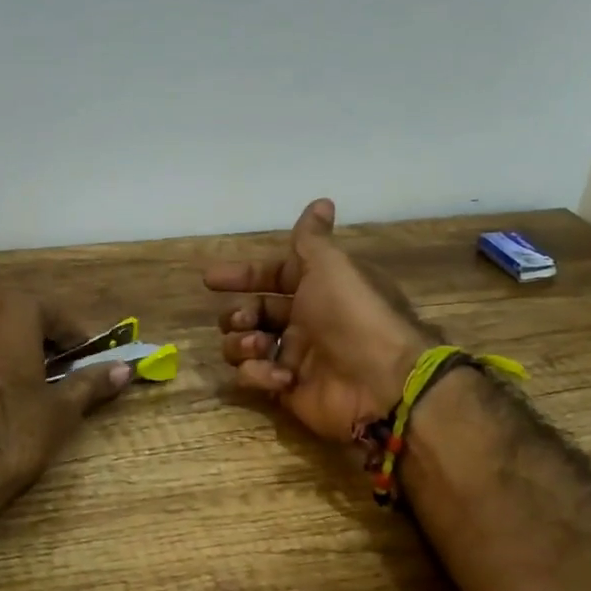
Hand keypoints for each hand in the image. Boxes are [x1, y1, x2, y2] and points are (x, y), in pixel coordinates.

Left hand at [0, 291, 130, 492]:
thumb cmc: (12, 433)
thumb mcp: (60, 409)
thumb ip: (91, 382)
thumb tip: (124, 369)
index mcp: (10, 309)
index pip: (53, 313)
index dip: (74, 338)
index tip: (85, 359)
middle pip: (14, 317)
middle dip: (37, 339)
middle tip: (56, 371)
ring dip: (1, 349)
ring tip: (18, 383)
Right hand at [205, 199, 437, 442]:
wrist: (380, 381)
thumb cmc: (352, 316)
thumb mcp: (331, 267)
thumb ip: (312, 239)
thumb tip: (321, 201)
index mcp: (317, 289)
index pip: (273, 277)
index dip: (244, 276)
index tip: (211, 280)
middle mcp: (305, 321)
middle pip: (254, 313)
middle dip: (238, 314)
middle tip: (243, 319)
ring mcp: (294, 357)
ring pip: (246, 345)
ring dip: (242, 343)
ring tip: (258, 346)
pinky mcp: (286, 389)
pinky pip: (255, 377)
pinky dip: (259, 375)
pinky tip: (280, 377)